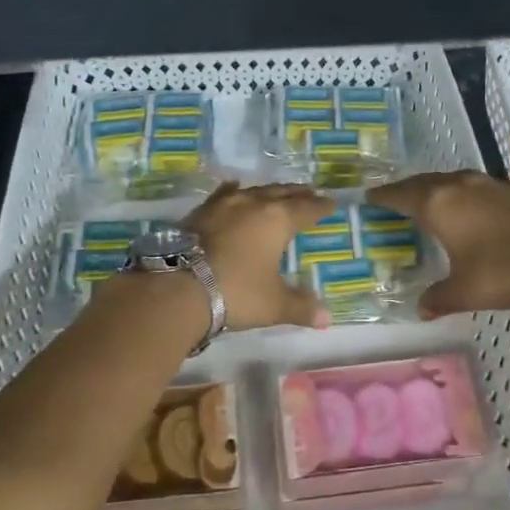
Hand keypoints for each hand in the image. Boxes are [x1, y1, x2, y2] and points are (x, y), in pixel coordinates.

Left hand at [183, 181, 335, 330]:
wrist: (179, 288)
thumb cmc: (237, 292)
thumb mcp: (274, 304)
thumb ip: (301, 307)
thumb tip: (327, 318)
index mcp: (278, 220)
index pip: (306, 208)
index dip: (320, 207)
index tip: (330, 203)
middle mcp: (253, 204)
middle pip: (281, 193)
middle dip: (297, 194)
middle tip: (309, 193)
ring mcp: (223, 204)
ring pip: (253, 191)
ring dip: (268, 192)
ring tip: (276, 193)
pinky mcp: (199, 212)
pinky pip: (224, 195)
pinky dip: (235, 193)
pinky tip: (234, 191)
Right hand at [368, 127, 509, 324]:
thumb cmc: (504, 275)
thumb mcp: (463, 293)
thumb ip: (437, 298)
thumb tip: (422, 309)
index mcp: (439, 205)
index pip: (401, 195)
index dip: (383, 197)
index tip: (369, 196)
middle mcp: (463, 186)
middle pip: (428, 183)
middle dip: (410, 190)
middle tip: (396, 198)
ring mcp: (497, 185)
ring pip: (462, 178)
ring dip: (446, 184)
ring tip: (433, 189)